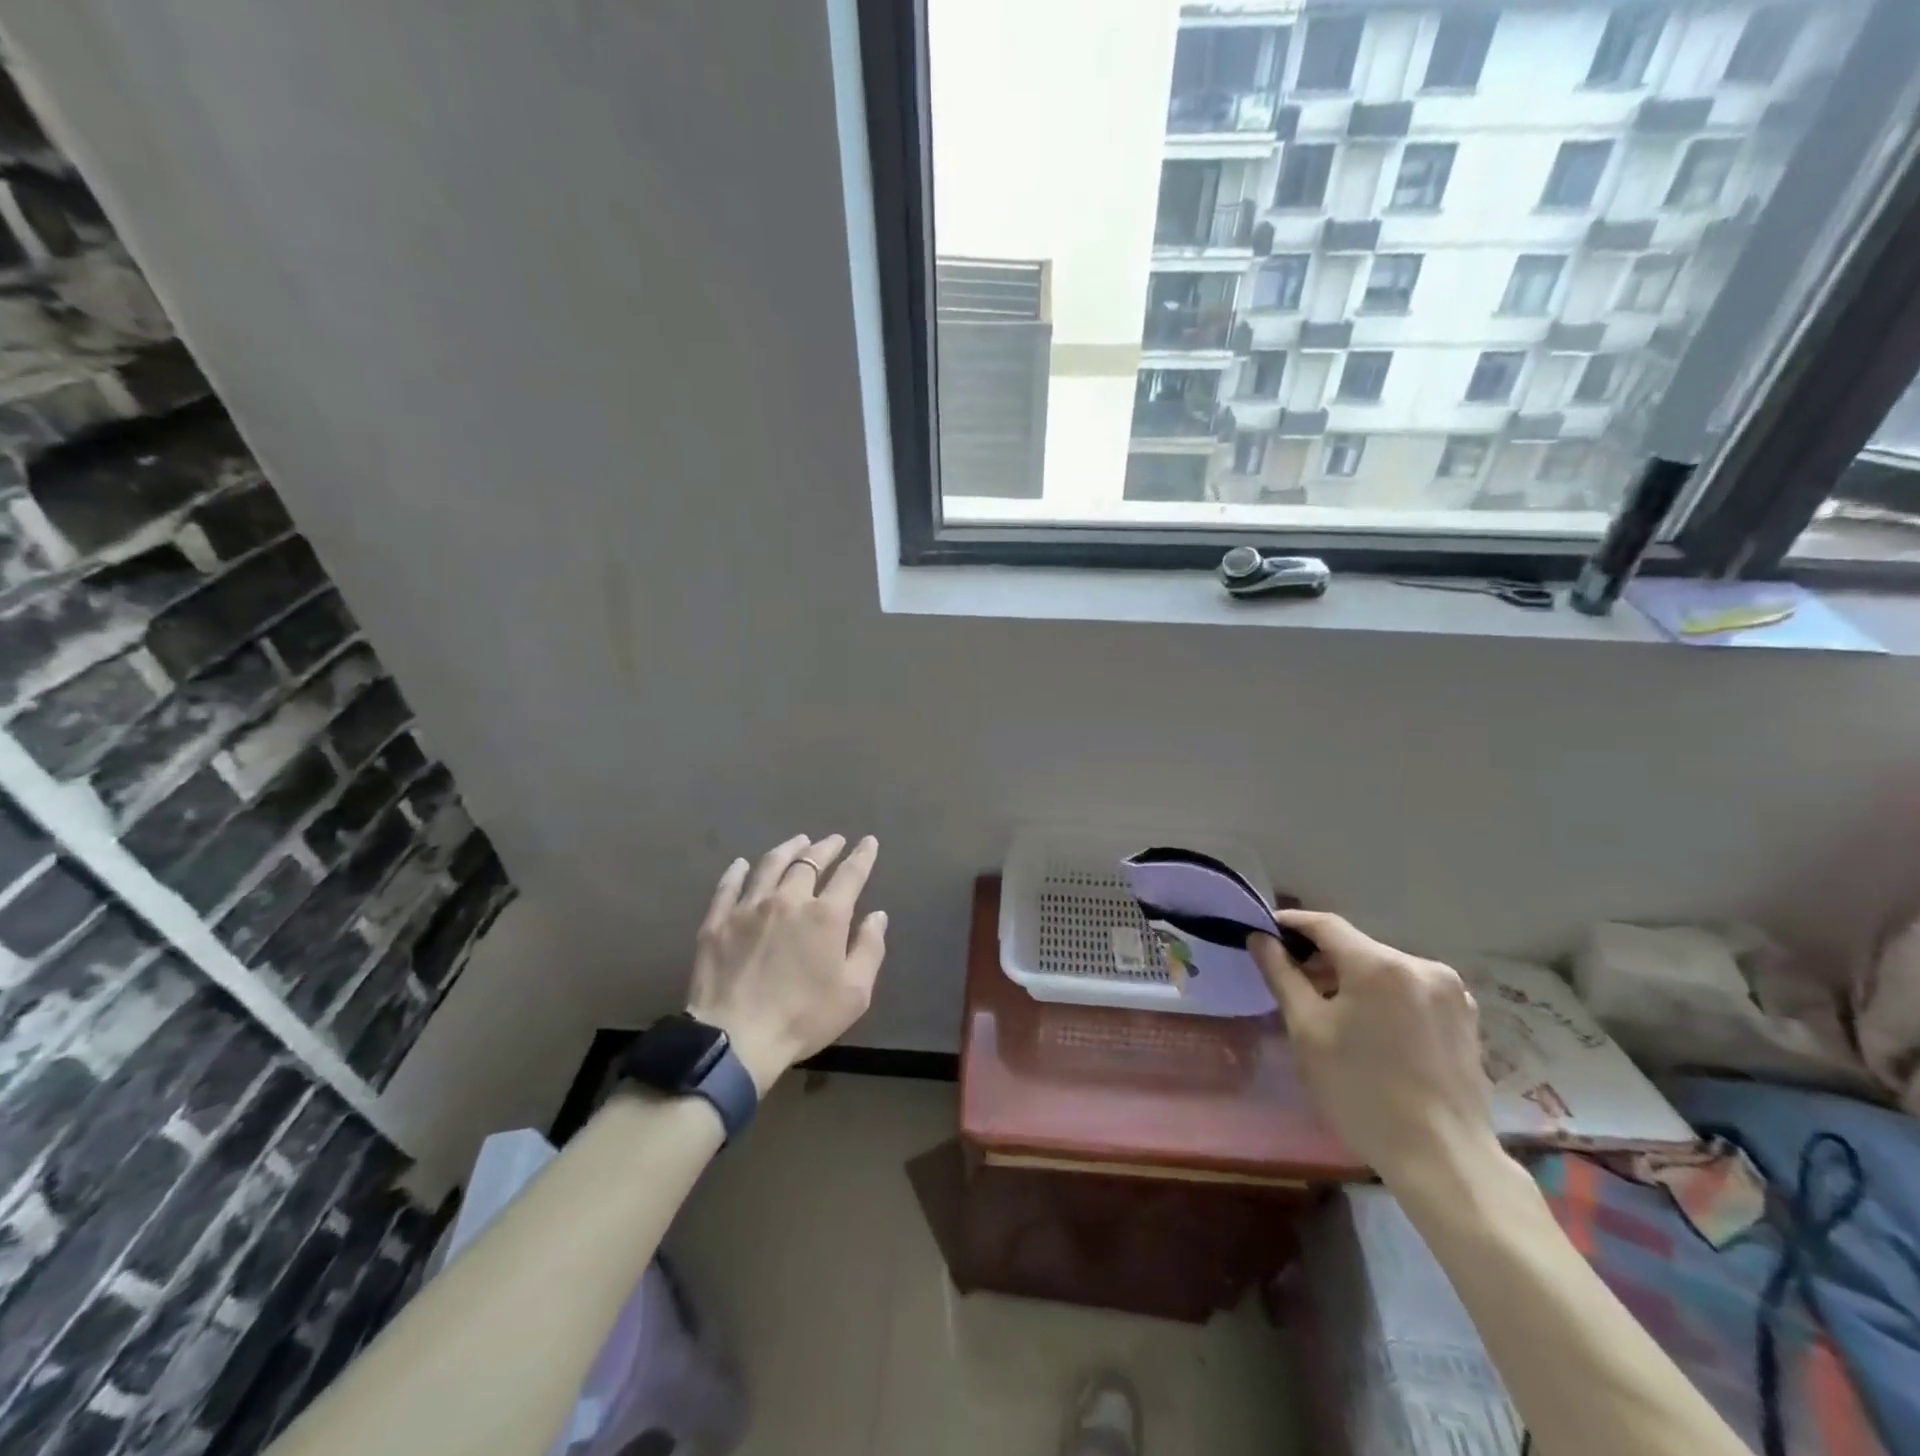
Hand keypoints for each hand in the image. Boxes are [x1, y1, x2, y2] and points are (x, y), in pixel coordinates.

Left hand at [687, 834, 887, 1093]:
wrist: (735, 1039)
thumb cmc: (803, 1018)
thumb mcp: (854, 993)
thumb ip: (869, 949)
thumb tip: (877, 916)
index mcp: (826, 915)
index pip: (850, 874)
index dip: (862, 856)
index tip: (868, 842)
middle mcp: (789, 900)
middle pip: (809, 862)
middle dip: (826, 847)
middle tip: (834, 840)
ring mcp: (749, 907)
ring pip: (770, 865)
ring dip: (788, 849)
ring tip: (798, 841)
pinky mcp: (718, 921)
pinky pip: (729, 886)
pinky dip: (738, 871)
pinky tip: (742, 864)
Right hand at [1251, 911, 1498, 1187]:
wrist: (1443, 1159)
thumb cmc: (1361, 1091)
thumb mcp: (1307, 1030)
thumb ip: (1282, 975)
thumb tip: (1260, 938)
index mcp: (1380, 965)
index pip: (1325, 925)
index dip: (1291, 924)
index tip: (1263, 932)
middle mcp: (1422, 966)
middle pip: (1357, 947)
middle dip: (1321, 958)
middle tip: (1290, 979)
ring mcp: (1450, 992)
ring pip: (1384, 969)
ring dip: (1353, 978)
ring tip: (1328, 1008)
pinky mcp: (1465, 1018)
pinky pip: (1410, 990)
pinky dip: (1383, 996)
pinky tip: (1370, 1028)